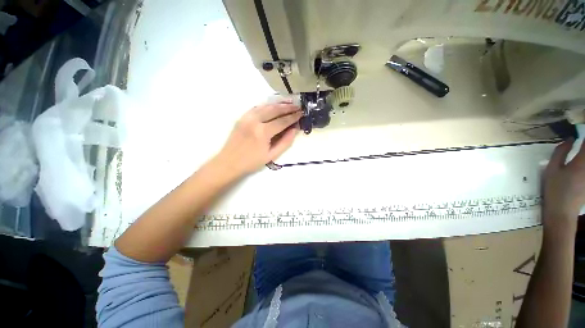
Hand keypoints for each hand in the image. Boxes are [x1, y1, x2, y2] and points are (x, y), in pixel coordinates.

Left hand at [214, 102, 301, 177]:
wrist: (229, 162)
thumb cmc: (252, 162)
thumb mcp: (271, 155)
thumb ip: (285, 142)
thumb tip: (294, 129)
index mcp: (262, 132)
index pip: (282, 121)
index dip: (293, 117)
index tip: (301, 113)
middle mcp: (254, 121)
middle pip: (274, 109)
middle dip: (287, 107)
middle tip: (297, 106)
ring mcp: (246, 117)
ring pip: (265, 106)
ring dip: (278, 104)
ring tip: (289, 103)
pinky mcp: (242, 117)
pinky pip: (257, 107)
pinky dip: (267, 105)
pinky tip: (273, 106)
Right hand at [543, 139, 584, 225]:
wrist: (562, 212)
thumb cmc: (554, 189)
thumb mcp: (552, 169)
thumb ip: (561, 152)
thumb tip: (570, 139)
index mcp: (582, 161)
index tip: (580, 130)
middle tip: (580, 140)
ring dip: (584, 153)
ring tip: (580, 150)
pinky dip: (583, 161)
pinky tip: (580, 159)